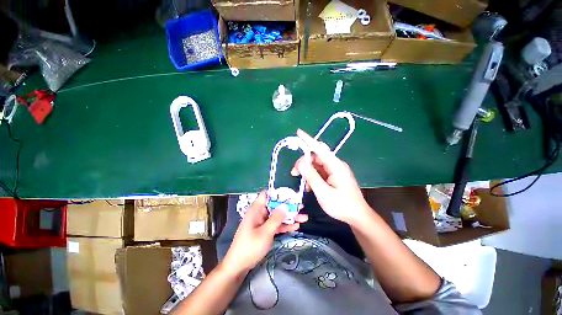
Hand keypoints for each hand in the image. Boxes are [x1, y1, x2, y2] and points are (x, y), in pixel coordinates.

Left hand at [222, 192, 307, 274]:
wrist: (239, 266)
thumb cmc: (250, 246)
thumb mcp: (265, 232)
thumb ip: (276, 218)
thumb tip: (285, 206)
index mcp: (256, 209)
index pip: (267, 195)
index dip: (278, 193)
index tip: (290, 195)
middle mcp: (260, 213)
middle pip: (275, 205)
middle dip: (288, 206)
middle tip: (301, 207)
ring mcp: (263, 222)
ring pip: (277, 216)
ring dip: (289, 217)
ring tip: (304, 217)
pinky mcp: (265, 230)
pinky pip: (276, 225)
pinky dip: (285, 225)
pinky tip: (296, 227)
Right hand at [291, 129, 369, 225]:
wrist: (357, 216)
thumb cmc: (342, 206)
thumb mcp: (323, 192)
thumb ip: (311, 176)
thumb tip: (301, 162)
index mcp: (336, 166)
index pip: (319, 148)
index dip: (308, 140)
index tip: (298, 132)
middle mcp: (335, 165)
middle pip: (316, 156)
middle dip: (304, 162)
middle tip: (294, 172)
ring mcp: (334, 170)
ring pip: (316, 164)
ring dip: (307, 170)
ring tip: (301, 182)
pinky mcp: (333, 176)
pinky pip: (319, 171)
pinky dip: (312, 176)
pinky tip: (308, 186)